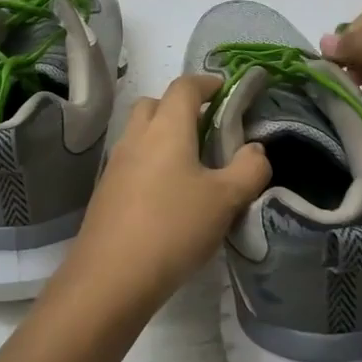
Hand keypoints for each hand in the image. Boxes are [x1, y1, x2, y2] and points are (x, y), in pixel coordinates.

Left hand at [57, 74, 271, 312]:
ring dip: (163, 135)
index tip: (226, 90)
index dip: (207, 82)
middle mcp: (136, 137)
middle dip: (180, 106)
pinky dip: (151, 162)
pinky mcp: (106, 191)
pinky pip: (132, 161)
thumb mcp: (225, 200)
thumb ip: (248, 169)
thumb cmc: (173, 228)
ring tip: (191, 164)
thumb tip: (255, 150)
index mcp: (166, 128)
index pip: (185, 86)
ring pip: (140, 133)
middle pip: (155, 104)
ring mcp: (116, 164)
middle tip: (208, 128)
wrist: (110, 278)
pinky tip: (168, 195)